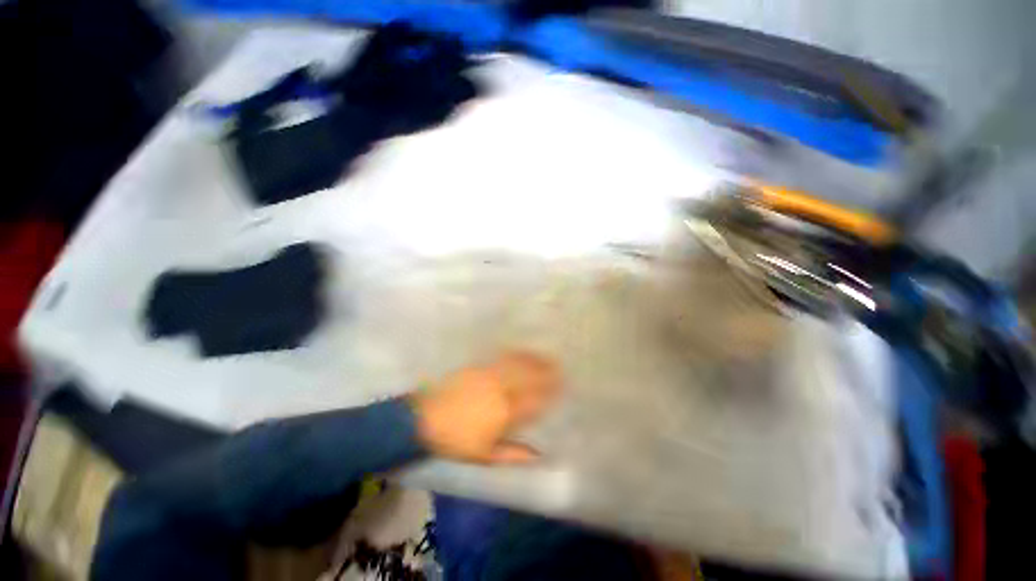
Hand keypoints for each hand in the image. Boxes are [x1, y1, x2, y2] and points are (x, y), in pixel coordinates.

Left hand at [410, 351, 560, 463]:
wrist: (426, 419)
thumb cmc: (457, 441)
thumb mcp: (486, 455)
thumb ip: (514, 454)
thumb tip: (539, 455)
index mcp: (506, 413)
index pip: (535, 399)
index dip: (551, 391)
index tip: (562, 385)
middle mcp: (502, 390)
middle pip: (529, 377)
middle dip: (547, 371)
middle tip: (560, 365)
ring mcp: (490, 376)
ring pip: (518, 365)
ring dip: (534, 359)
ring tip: (546, 356)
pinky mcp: (479, 368)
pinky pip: (501, 358)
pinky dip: (515, 354)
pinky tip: (521, 351)